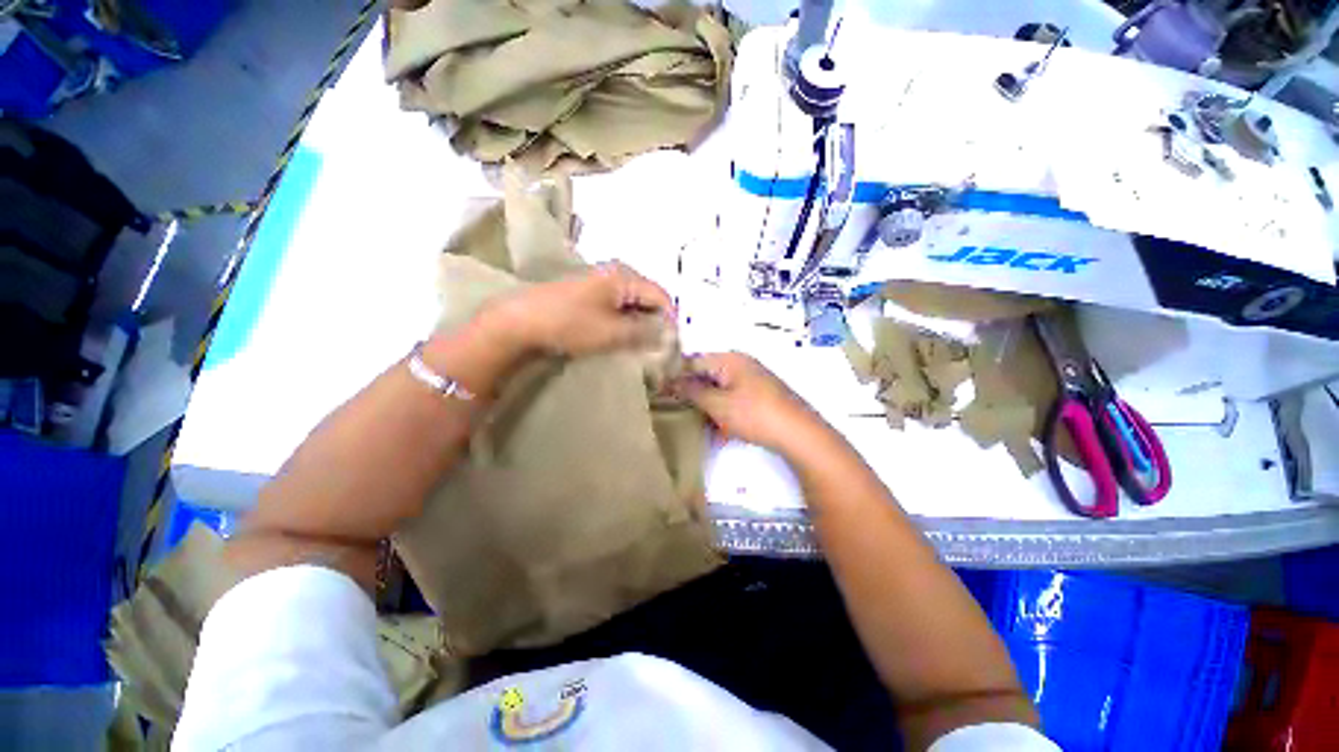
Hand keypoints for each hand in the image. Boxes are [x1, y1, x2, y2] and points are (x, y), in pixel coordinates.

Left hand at [489, 262, 674, 356]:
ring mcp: (599, 284)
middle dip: (656, 323)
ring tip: (643, 347)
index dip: (671, 320)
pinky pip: (616, 308)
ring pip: (632, 305)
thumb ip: (644, 333)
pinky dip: (624, 323)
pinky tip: (622, 339)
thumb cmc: (569, 323)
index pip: (661, 296)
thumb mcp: (612, 332)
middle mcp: (615, 274)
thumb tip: (668, 336)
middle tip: (660, 348)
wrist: (520, 322)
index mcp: (624, 276)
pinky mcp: (588, 296)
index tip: (675, 344)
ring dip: (639, 325)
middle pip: (648, 299)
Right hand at [674, 352, 827, 454]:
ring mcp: (753, 379)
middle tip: (679, 411)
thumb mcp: (718, 404)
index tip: (662, 393)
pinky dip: (725, 413)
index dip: (676, 377)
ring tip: (700, 424)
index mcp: (729, 359)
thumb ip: (692, 391)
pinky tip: (721, 431)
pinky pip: (734, 399)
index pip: (693, 361)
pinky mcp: (761, 395)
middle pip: (707, 375)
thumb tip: (670, 381)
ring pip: (720, 389)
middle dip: (693, 394)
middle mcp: (741, 364)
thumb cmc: (754, 414)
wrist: (799, 433)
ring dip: (709, 406)